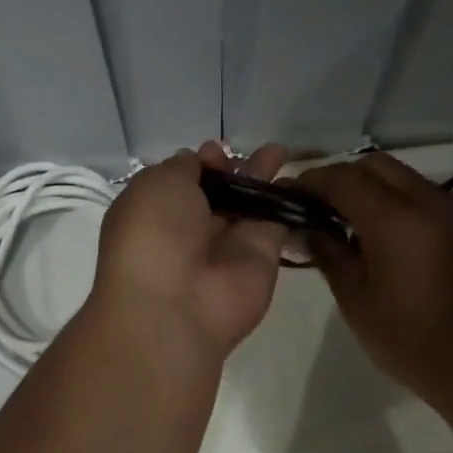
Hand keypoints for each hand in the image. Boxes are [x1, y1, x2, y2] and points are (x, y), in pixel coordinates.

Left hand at [91, 141, 289, 359]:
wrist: (177, 304)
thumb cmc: (153, 235)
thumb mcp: (156, 184)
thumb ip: (183, 167)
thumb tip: (203, 160)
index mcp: (154, 213)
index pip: (181, 182)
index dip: (200, 163)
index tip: (215, 151)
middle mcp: (189, 230)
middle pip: (217, 193)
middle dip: (233, 169)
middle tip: (253, 147)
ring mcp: (227, 246)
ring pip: (248, 205)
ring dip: (262, 178)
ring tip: (280, 150)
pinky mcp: (262, 258)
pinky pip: (276, 223)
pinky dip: (286, 201)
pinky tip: (299, 177)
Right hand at [298, 154, 452, 400]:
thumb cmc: (412, 338)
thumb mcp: (356, 300)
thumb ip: (328, 253)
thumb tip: (306, 227)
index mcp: (395, 217)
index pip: (341, 178)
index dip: (307, 182)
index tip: (283, 196)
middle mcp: (428, 200)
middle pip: (373, 166)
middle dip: (338, 178)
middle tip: (312, 207)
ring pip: (400, 177)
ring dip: (367, 188)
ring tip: (340, 221)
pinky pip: (420, 195)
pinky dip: (392, 200)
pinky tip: (377, 234)